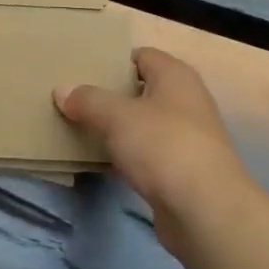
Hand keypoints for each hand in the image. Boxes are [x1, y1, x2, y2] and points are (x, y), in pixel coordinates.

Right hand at [55, 48, 246, 257]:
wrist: (206, 212)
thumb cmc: (163, 146)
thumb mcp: (117, 116)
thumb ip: (88, 100)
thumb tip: (62, 90)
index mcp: (175, 76)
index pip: (140, 56)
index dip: (112, 60)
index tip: (81, 70)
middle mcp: (185, 100)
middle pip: (141, 89)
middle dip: (109, 94)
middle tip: (73, 97)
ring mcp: (186, 137)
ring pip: (142, 124)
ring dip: (116, 127)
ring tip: (79, 126)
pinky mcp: (181, 171)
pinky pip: (146, 153)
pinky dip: (126, 155)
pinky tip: (100, 161)